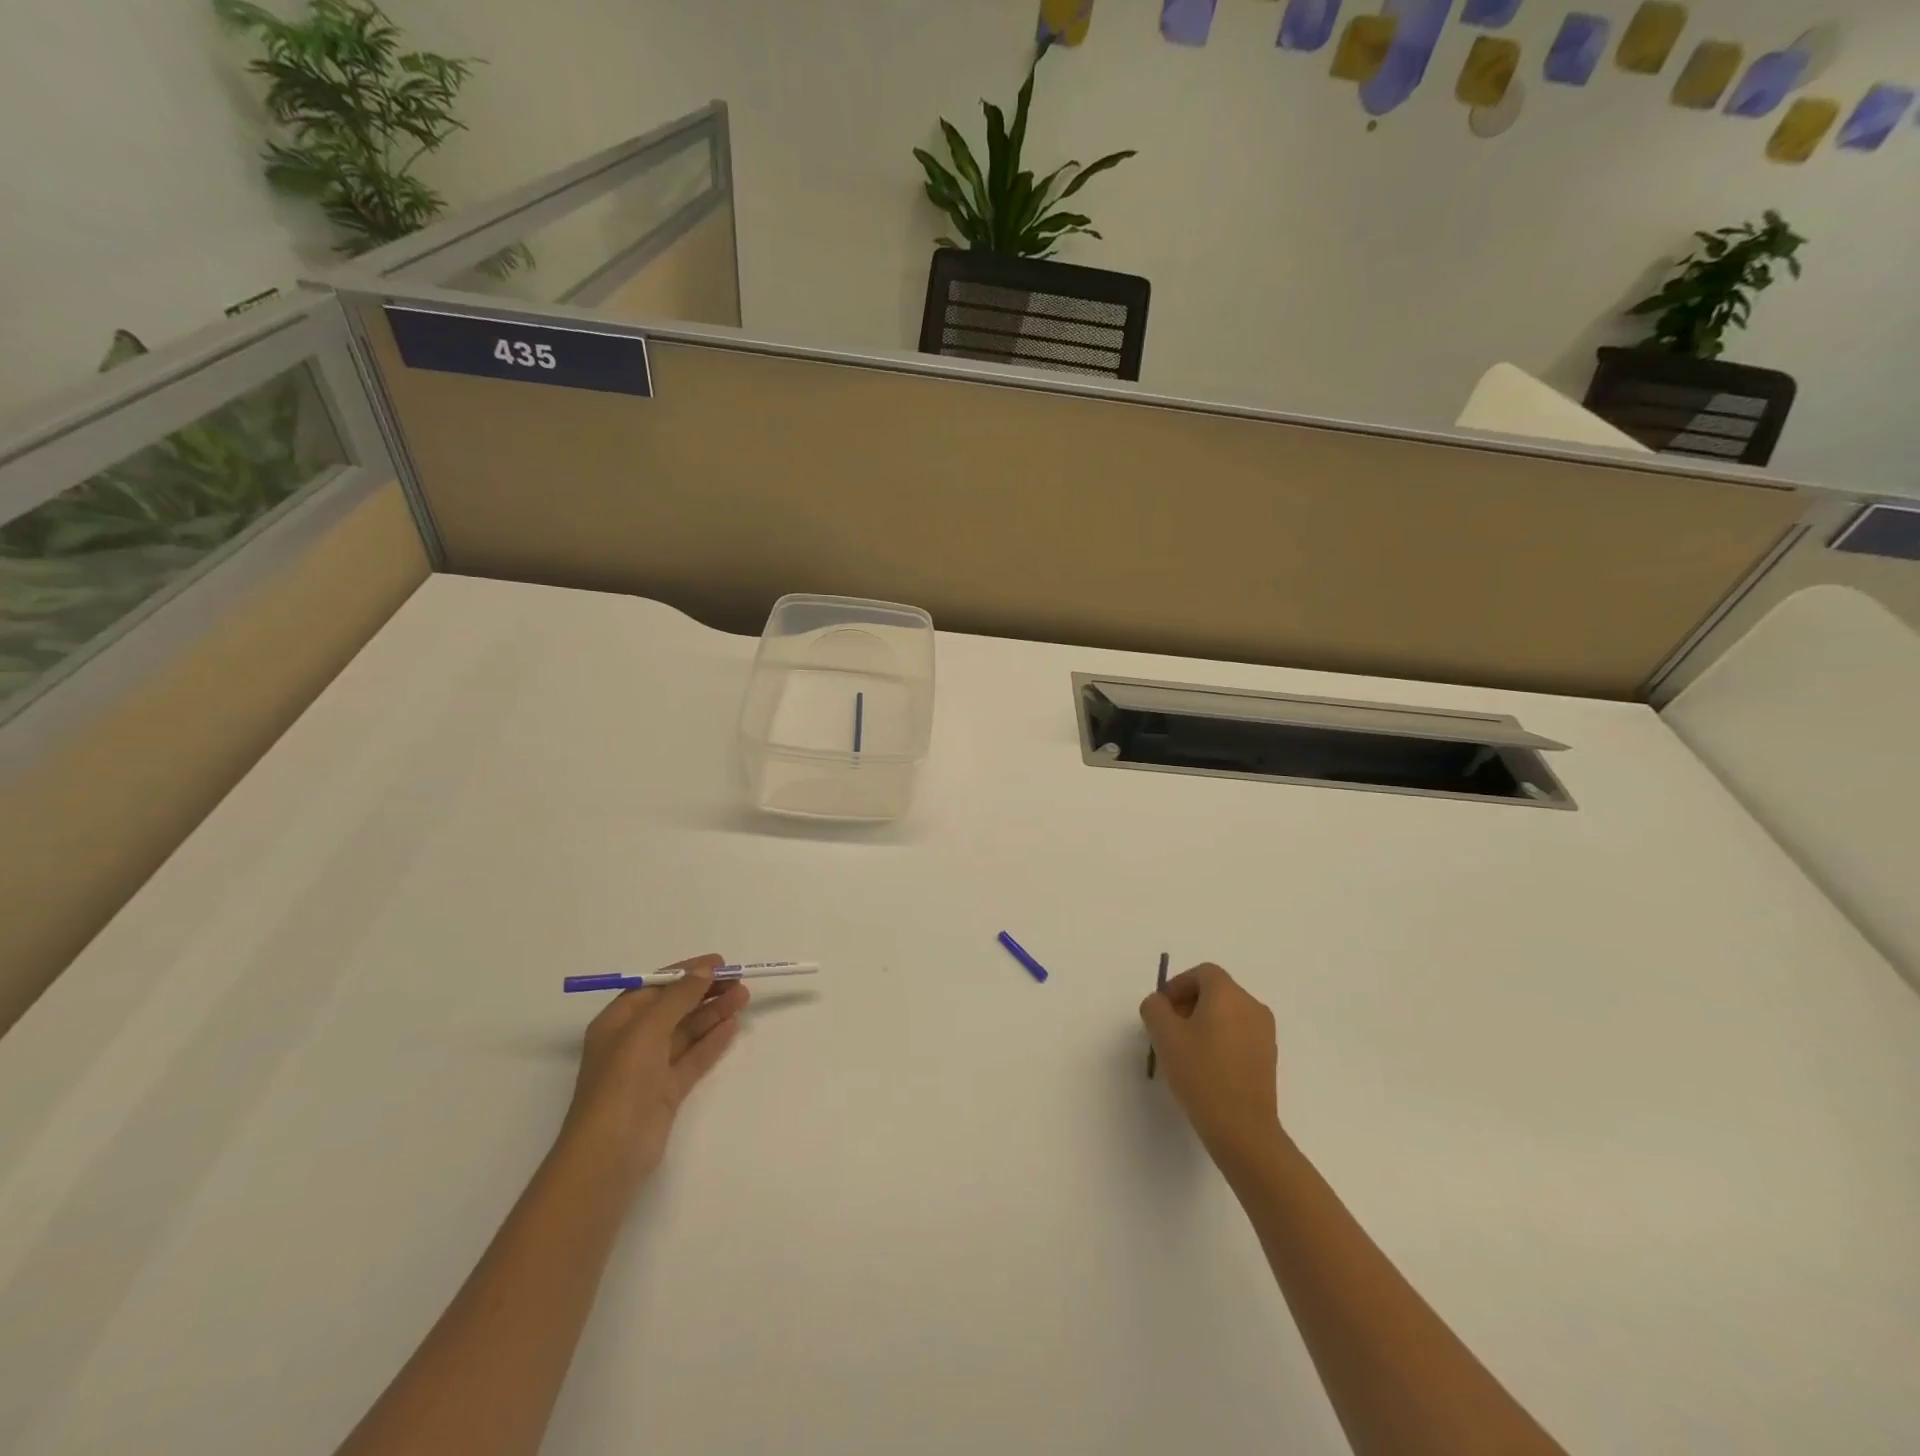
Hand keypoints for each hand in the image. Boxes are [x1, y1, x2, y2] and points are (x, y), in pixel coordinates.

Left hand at [561, 953, 748, 1183]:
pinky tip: (732, 1027)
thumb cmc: (621, 1082)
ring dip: (713, 1012)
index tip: (720, 962)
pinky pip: (693, 1058)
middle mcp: (632, 1041)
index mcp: (617, 1022)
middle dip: (705, 992)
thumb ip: (678, 997)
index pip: (655, 986)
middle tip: (739, 981)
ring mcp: (650, 1068)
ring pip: (687, 1031)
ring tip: (744, 998)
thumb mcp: (647, 1029)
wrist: (610, 1154)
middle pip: (674, 1007)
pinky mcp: (666, 1091)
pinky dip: (712, 1041)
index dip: (686, 972)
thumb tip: (704, 970)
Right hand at [1140, 963, 1279, 1162]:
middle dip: (1189, 1003)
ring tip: (1185, 1050)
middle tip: (1169, 1029)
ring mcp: (1265, 1032)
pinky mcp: (1268, 1057)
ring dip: (1204, 1021)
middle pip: (1216, 991)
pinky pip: (1239, 1033)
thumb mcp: (1164, 1035)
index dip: (1178, 985)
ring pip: (1228, 1013)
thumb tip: (1160, 1003)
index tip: (1162, 1010)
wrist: (1243, 1128)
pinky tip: (1206, 1066)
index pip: (1202, 973)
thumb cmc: (1201, 1073)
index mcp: (1228, 994)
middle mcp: (1252, 1006)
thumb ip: (1155, 1008)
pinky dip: (1221, 1038)